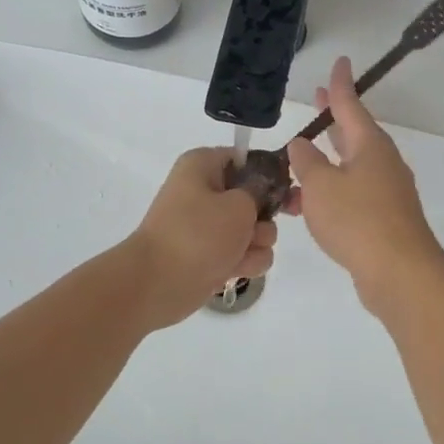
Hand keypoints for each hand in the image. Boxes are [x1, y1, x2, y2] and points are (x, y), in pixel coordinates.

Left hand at [126, 147, 277, 327]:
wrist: (157, 284)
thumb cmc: (197, 234)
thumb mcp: (238, 205)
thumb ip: (261, 192)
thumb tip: (262, 191)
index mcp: (203, 166)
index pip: (247, 159)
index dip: (269, 174)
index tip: (286, 190)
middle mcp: (205, 191)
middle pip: (255, 198)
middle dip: (264, 218)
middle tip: (257, 230)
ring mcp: (208, 226)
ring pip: (255, 230)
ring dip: (257, 244)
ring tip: (240, 254)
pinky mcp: (211, 255)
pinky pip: (244, 254)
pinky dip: (245, 263)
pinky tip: (235, 271)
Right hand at [285, 57, 443, 306]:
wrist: (400, 273)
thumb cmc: (358, 219)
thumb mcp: (320, 186)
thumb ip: (306, 162)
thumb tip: (301, 145)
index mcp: (370, 145)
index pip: (351, 104)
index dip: (341, 84)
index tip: (340, 61)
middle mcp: (382, 162)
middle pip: (354, 132)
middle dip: (334, 118)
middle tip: (319, 100)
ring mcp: (386, 191)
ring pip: (350, 167)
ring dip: (324, 163)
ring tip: (295, 165)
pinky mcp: (384, 218)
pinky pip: (351, 194)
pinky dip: (330, 193)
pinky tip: (307, 207)